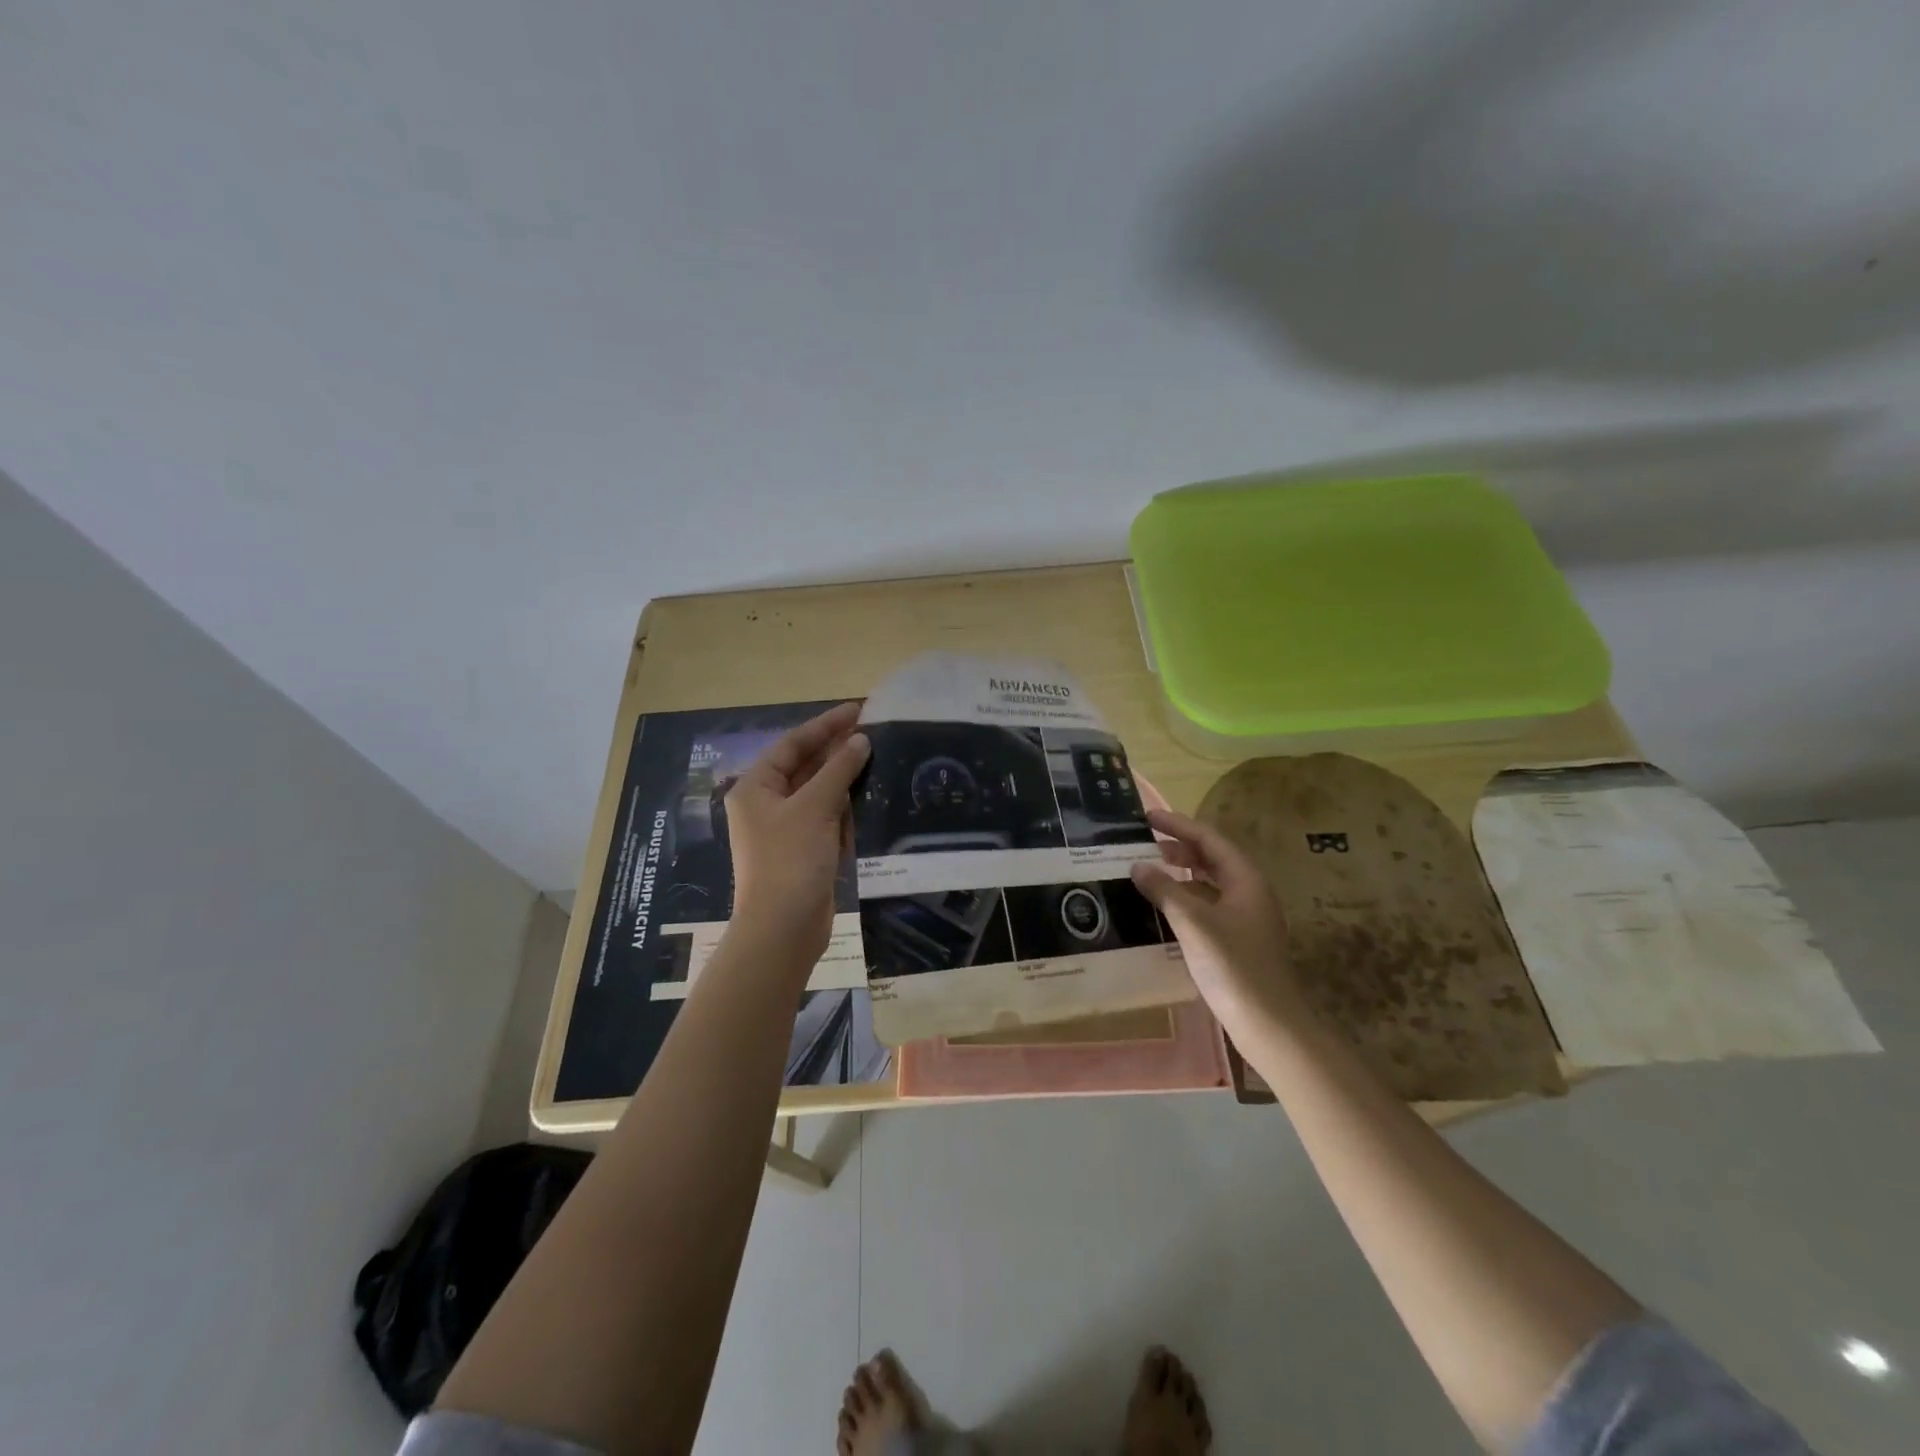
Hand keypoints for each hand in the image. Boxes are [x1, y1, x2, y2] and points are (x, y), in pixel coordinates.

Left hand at [723, 702, 869, 964]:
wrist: (783, 929)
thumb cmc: (791, 860)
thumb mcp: (815, 808)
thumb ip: (838, 770)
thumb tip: (859, 740)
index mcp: (756, 788)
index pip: (792, 744)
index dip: (825, 725)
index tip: (858, 709)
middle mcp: (766, 805)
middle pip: (804, 767)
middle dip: (837, 751)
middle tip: (874, 731)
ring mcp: (785, 830)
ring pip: (818, 793)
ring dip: (844, 780)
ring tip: (878, 759)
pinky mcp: (803, 852)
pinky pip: (826, 819)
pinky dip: (845, 809)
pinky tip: (870, 799)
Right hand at [1131, 808, 1306, 1040]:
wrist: (1269, 1025)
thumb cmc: (1234, 967)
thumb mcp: (1193, 923)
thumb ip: (1164, 890)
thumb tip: (1138, 866)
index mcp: (1245, 880)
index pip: (1210, 838)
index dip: (1178, 825)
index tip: (1147, 818)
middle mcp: (1249, 892)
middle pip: (1212, 857)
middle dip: (1179, 847)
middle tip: (1144, 844)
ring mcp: (1246, 917)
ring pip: (1210, 882)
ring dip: (1181, 872)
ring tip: (1149, 871)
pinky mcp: (1238, 939)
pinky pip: (1208, 904)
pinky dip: (1185, 897)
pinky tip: (1163, 907)